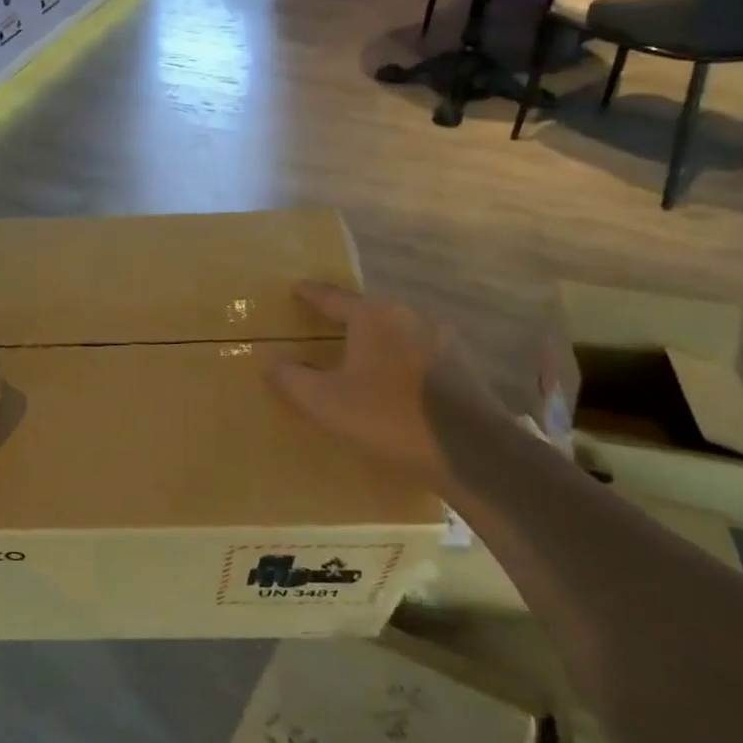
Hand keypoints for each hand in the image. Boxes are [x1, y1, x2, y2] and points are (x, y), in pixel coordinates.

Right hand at [265, 282, 510, 493]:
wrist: (475, 455)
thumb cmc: (390, 419)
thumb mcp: (325, 402)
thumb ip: (290, 378)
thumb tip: (268, 360)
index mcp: (373, 316)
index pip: (332, 297)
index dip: (309, 293)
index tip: (295, 288)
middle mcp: (409, 316)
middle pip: (366, 312)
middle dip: (343, 320)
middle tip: (321, 329)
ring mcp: (442, 340)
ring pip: (394, 334)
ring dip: (373, 343)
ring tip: (356, 361)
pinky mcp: (462, 368)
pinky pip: (416, 355)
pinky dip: (397, 363)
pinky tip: (392, 386)